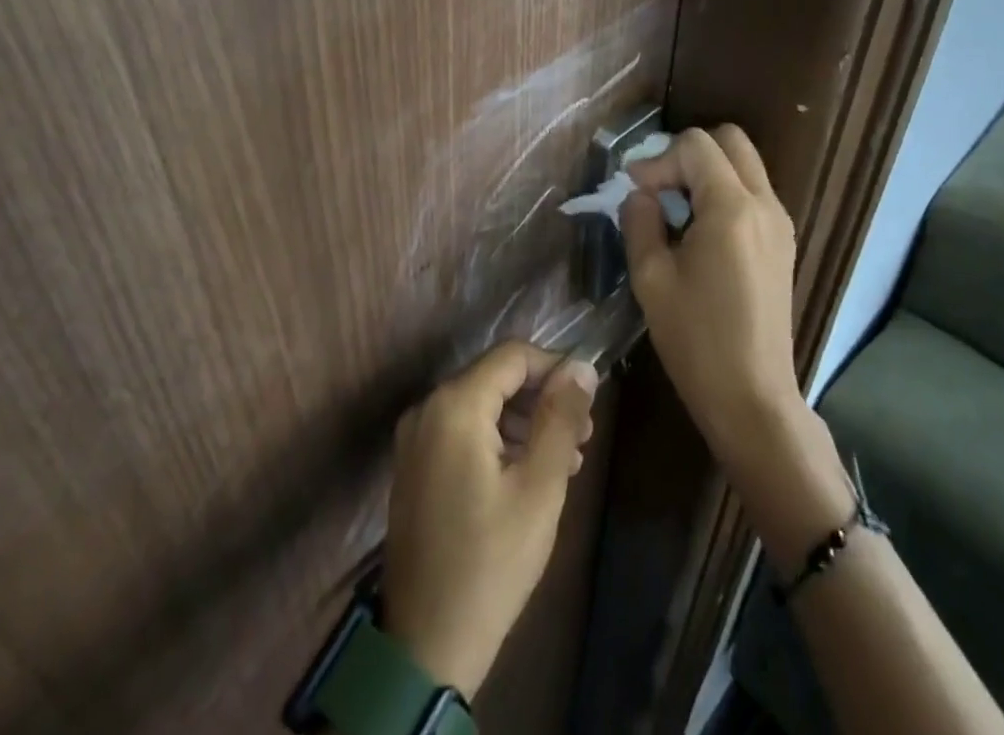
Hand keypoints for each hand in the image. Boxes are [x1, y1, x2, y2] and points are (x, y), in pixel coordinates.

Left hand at [382, 341, 599, 698]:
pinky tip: (529, 474)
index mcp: (454, 405)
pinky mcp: (414, 466)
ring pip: (481, 405)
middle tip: (584, 435)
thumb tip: (582, 366)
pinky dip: (498, 440)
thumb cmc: (491, 562)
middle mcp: (427, 408)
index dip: (555, 368)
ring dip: (524, 422)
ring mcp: (415, 438)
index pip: (512, 356)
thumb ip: (561, 418)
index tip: (588, 401)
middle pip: (495, 378)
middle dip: (542, 399)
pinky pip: (462, 431)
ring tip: (566, 459)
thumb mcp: (539, 488)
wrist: (426, 647)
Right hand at [623, 126, 802, 468]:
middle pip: (730, 141)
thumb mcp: (651, 279)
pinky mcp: (783, 243)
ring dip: (707, 172)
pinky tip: (698, 231)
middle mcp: (764, 204)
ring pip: (744, 165)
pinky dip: (724, 192)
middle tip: (658, 187)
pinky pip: (753, 192)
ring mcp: (780, 223)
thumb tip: (640, 195)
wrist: (753, 399)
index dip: (658, 159)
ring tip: (674, 209)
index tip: (634, 190)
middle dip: (687, 153)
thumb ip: (639, 222)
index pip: (696, 145)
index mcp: (731, 208)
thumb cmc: (696, 340)